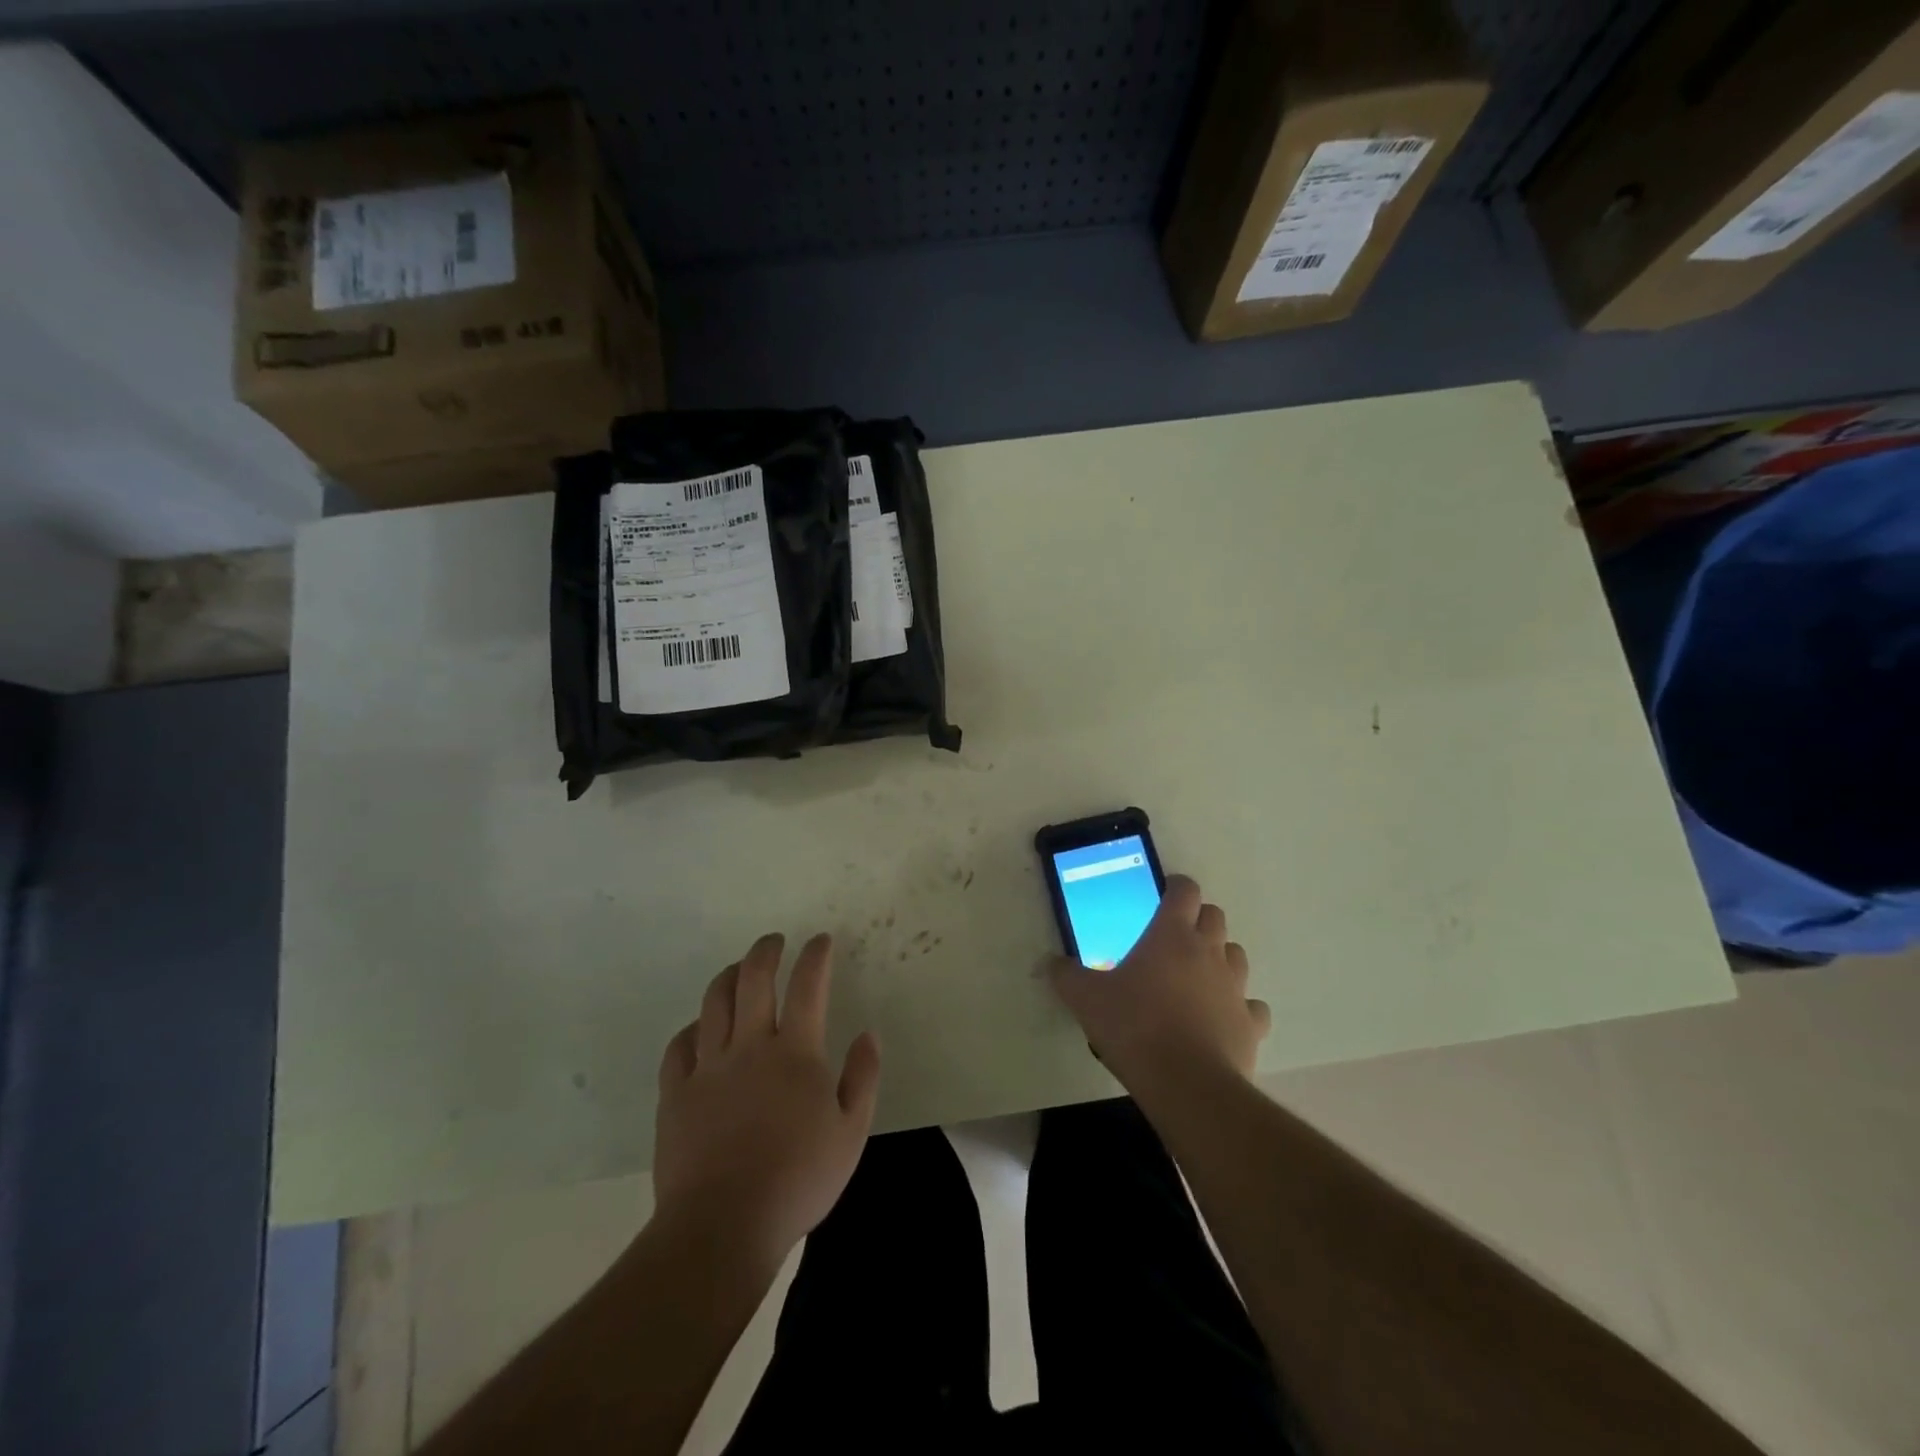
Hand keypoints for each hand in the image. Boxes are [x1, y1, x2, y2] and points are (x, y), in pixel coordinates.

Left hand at [652, 933, 879, 1271]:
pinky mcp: (676, 1093)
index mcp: (795, 1052)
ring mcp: (708, 1067)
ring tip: (737, 969)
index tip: (820, 940)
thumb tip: (868, 1034)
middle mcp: (749, 1046)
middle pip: (753, 980)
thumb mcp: (851, 1132)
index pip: (807, 986)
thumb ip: (862, 1077)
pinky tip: (699, 1029)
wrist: (723, 1226)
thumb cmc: (798, 1179)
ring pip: (714, 1002)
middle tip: (774, 941)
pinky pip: (680, 1046)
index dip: (815, 956)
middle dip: (766, 951)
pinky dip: (692, 1028)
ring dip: (728, 976)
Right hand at [1049, 875, 1270, 1092]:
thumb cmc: (1134, 1027)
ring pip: (1236, 955)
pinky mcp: (1250, 1023)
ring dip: (1219, 958)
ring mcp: (1235, 987)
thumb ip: (1066, 976)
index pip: (1184, 891)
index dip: (1175, 887)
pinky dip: (1239, 1007)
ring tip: (1196, 978)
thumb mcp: (1085, 999)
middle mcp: (1209, 952)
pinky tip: (1221, 1019)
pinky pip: (1251, 1005)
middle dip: (1197, 920)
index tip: (1163, 895)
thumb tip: (1050, 962)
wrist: (1186, 1084)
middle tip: (1173, 939)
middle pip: (1215, 916)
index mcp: (1171, 935)